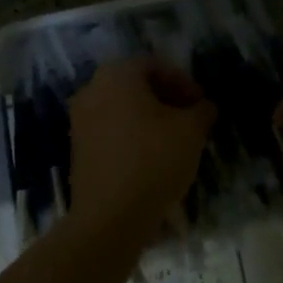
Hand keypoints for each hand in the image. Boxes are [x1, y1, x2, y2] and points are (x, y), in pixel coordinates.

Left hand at [67, 56, 215, 244]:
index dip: (183, 81)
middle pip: (136, 84)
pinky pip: (110, 130)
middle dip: (166, 98)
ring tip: (174, 141)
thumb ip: (202, 110)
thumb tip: (205, 106)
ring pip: (122, 108)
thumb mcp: (191, 131)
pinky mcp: (77, 149)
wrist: (109, 218)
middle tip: (190, 119)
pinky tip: (152, 158)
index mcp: (117, 75)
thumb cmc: (153, 161)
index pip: (154, 64)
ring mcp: (80, 119)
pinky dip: (132, 135)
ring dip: (149, 117)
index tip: (201, 104)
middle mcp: (93, 89)